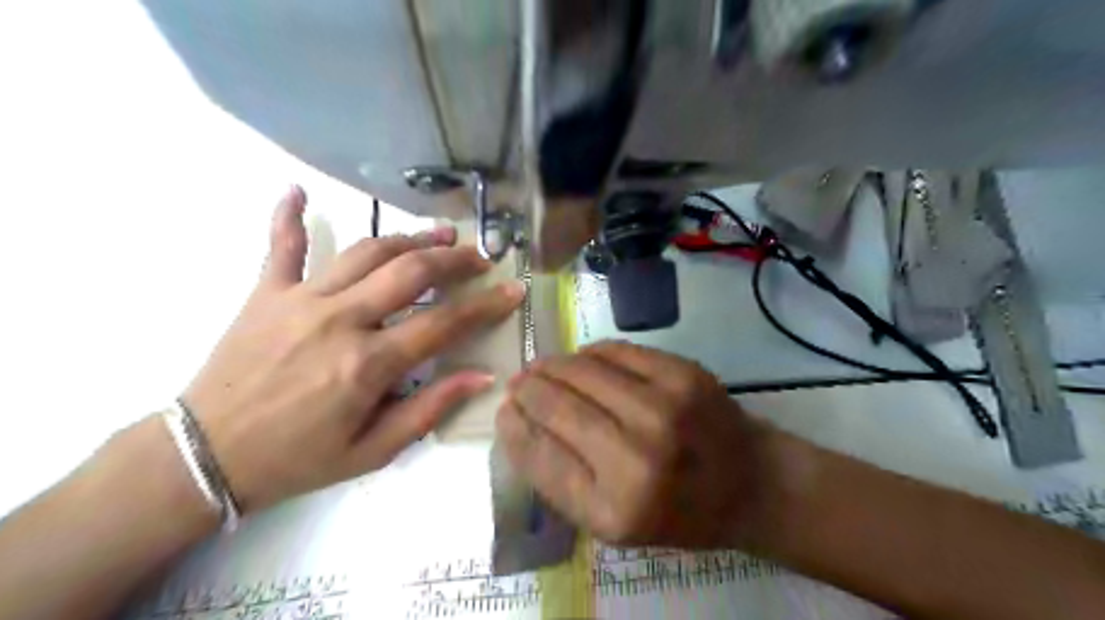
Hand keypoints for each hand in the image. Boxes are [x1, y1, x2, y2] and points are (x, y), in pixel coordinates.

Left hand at [183, 186, 523, 510]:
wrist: (205, 457)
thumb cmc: (299, 460)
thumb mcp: (374, 450)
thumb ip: (430, 409)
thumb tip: (481, 377)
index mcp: (369, 363)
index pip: (444, 323)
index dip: (486, 305)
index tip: (513, 291)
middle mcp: (340, 319)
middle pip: (411, 271)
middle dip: (455, 259)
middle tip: (480, 257)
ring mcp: (300, 299)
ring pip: (366, 251)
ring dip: (408, 238)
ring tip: (439, 234)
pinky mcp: (265, 293)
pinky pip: (280, 247)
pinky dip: (287, 217)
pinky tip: (296, 191)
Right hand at [497, 343, 769, 549]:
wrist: (750, 482)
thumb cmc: (678, 511)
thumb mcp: (614, 523)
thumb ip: (562, 480)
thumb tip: (519, 421)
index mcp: (614, 510)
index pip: (541, 456)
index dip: (515, 427)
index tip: (504, 411)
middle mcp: (637, 458)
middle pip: (557, 407)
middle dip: (527, 389)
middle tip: (518, 382)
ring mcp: (663, 409)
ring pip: (582, 370)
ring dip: (553, 365)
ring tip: (543, 368)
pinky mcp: (682, 374)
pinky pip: (616, 350)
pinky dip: (589, 352)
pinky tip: (582, 359)